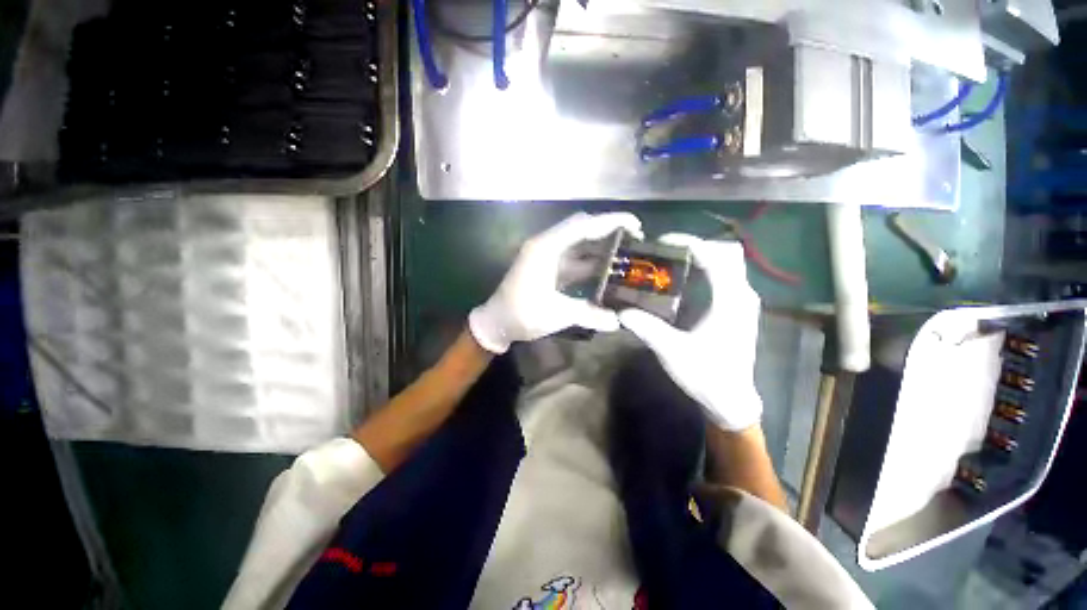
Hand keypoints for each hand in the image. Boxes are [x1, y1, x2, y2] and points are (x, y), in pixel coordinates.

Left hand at [469, 212, 642, 353]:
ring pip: (579, 244)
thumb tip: (619, 322)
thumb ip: (589, 315)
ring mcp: (547, 256)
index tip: (636, 225)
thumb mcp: (556, 315)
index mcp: (546, 248)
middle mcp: (547, 245)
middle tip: (636, 239)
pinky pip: (575, 259)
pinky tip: (608, 271)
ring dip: (601, 247)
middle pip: (582, 229)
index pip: (582, 225)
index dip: (610, 221)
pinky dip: (591, 262)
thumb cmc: (521, 314)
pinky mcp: (548, 267)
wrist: (496, 322)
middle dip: (609, 231)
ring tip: (627, 254)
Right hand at [619, 235, 761, 431]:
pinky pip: (726, 277)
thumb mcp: (672, 351)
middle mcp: (742, 294)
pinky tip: (683, 282)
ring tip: (670, 262)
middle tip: (666, 252)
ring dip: (702, 256)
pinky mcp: (738, 309)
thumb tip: (621, 311)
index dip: (689, 242)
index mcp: (730, 300)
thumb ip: (647, 328)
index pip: (716, 255)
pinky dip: (706, 270)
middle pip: (727, 252)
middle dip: (696, 246)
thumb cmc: (707, 375)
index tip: (662, 242)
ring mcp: (743, 301)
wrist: (731, 399)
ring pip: (728, 263)